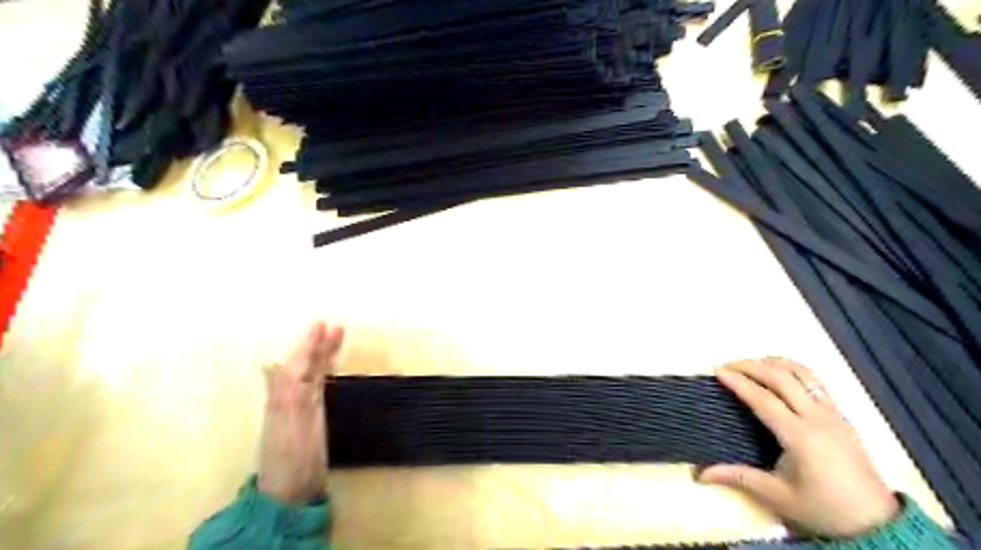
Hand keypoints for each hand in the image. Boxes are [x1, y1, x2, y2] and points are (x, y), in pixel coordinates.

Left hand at [256, 323, 344, 507]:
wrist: (292, 491)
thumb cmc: (292, 458)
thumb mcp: (288, 426)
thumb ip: (283, 395)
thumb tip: (272, 364)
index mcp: (285, 398)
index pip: (298, 364)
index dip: (309, 345)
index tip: (322, 323)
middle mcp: (291, 398)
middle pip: (305, 365)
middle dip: (318, 345)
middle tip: (335, 326)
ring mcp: (301, 408)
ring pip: (312, 373)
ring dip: (323, 355)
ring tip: (337, 336)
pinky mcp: (311, 417)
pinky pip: (316, 386)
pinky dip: (322, 371)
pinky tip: (324, 366)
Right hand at [698, 357, 893, 535]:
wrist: (876, 524)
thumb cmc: (823, 508)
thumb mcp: (777, 496)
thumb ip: (738, 477)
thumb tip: (700, 474)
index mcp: (799, 436)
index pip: (762, 399)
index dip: (738, 382)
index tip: (717, 371)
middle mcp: (817, 418)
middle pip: (781, 377)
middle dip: (751, 366)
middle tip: (728, 365)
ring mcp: (833, 414)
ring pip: (803, 373)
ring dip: (775, 363)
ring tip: (752, 363)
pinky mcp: (842, 416)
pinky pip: (817, 382)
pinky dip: (794, 369)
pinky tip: (781, 372)